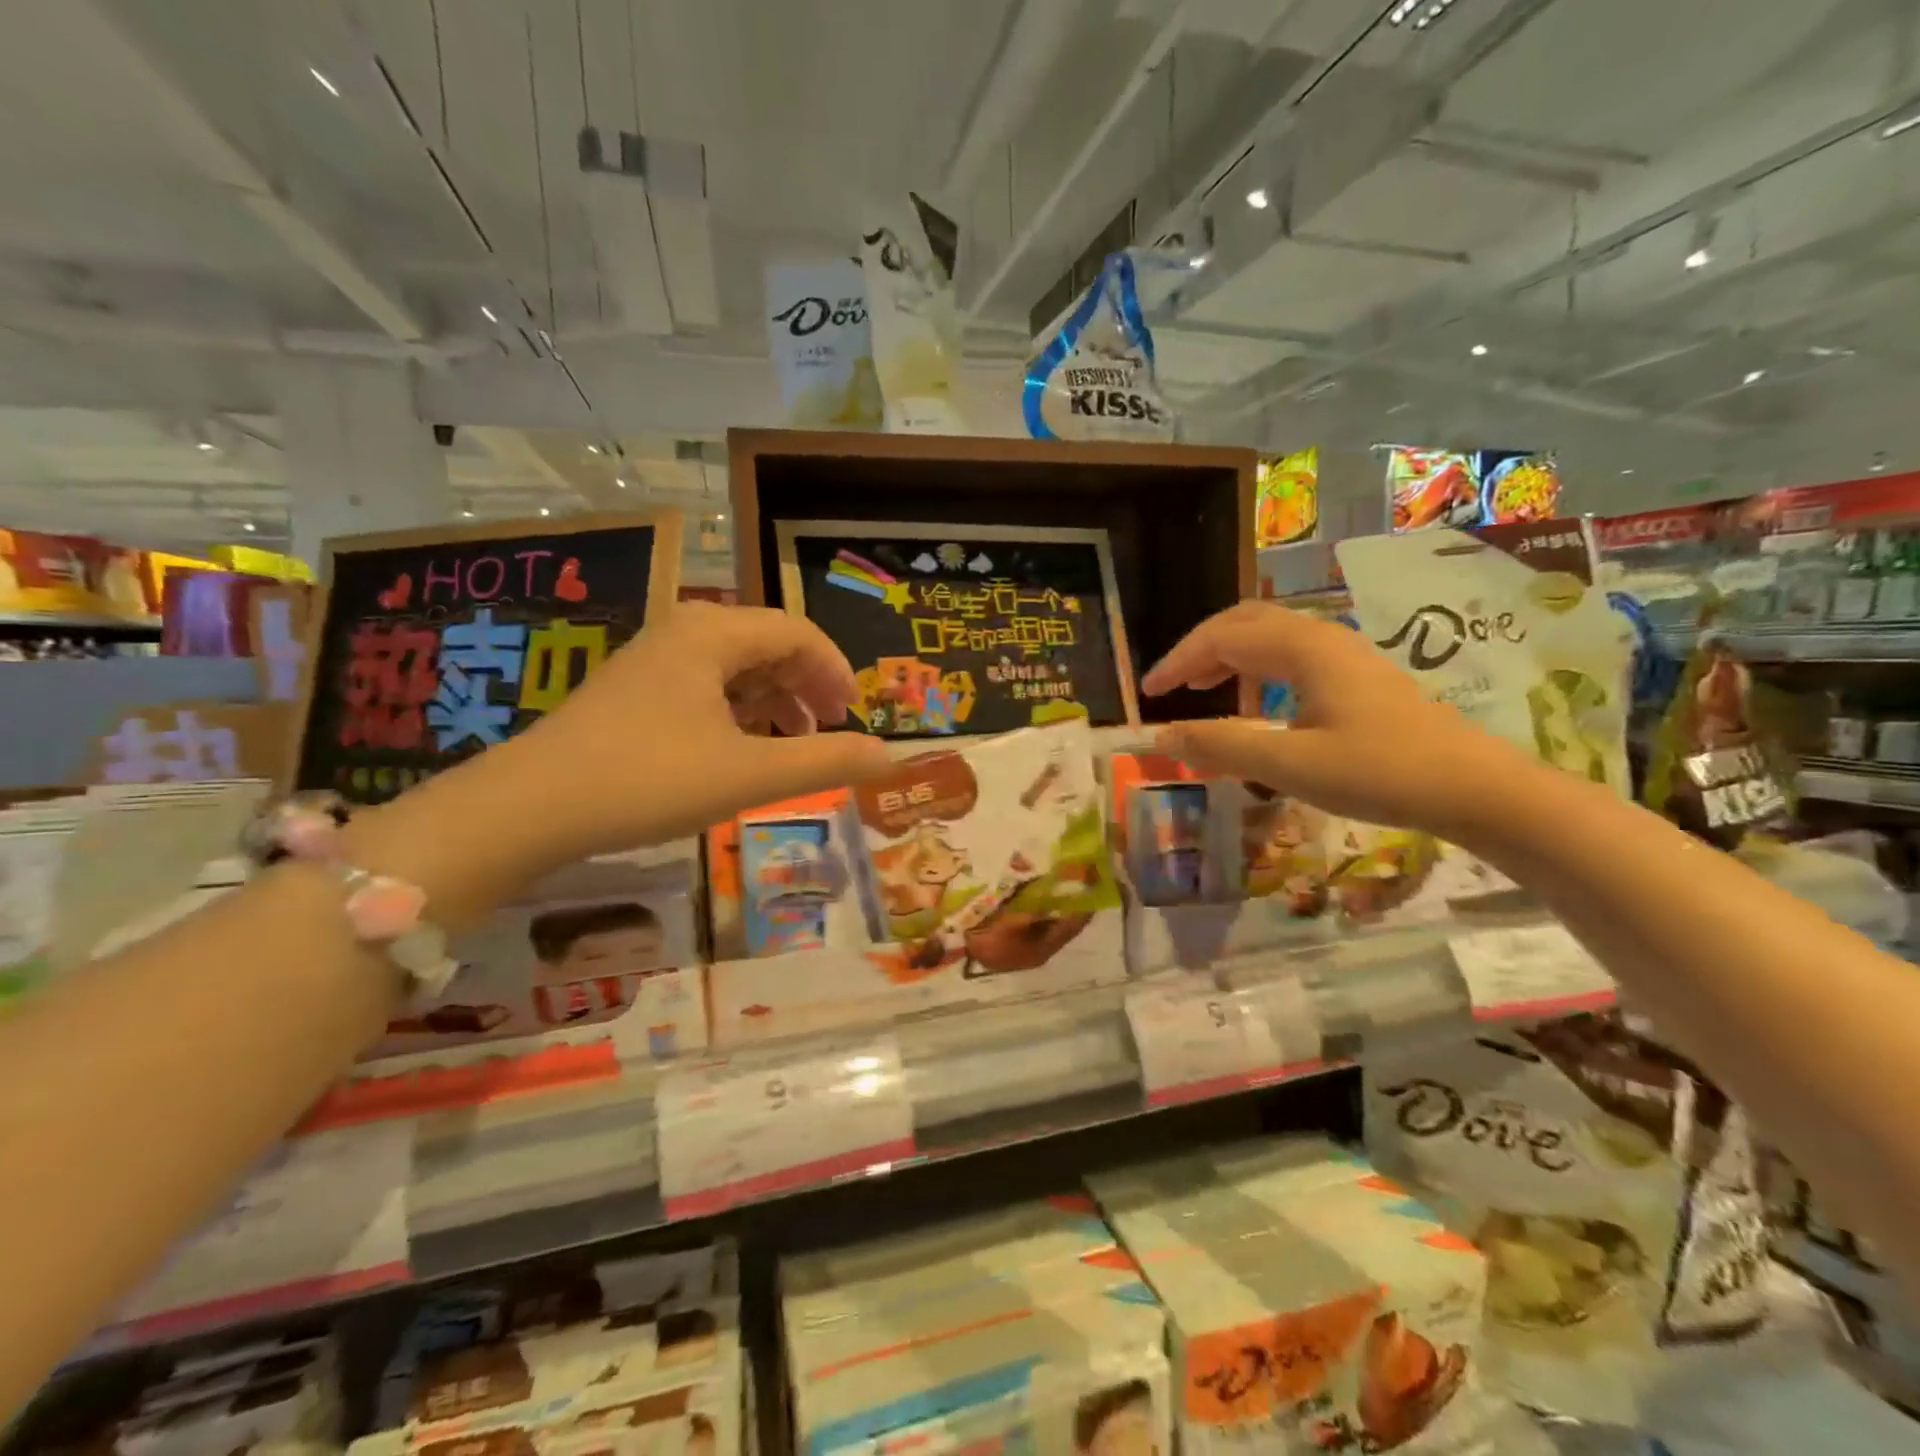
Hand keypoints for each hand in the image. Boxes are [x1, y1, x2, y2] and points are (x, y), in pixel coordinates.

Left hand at [502, 603, 892, 855]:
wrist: (528, 808)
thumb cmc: (648, 780)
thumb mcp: (749, 775)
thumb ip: (825, 762)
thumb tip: (887, 757)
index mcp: (713, 634)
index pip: (798, 633)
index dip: (837, 671)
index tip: (854, 717)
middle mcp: (684, 632)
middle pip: (769, 643)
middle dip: (808, 684)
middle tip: (830, 730)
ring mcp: (654, 660)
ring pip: (737, 667)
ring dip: (776, 700)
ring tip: (795, 743)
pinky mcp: (635, 691)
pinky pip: (707, 687)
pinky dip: (740, 711)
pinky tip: (743, 747)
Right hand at [1140, 601, 1535, 839]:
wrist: (1475, 788)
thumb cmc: (1380, 772)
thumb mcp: (1290, 765)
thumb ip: (1221, 746)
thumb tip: (1161, 735)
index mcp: (1304, 649)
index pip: (1222, 638)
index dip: (1178, 662)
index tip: (1147, 694)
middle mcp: (1322, 639)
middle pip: (1245, 623)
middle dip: (1200, 649)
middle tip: (1171, 685)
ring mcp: (1345, 656)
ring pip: (1270, 637)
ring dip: (1229, 657)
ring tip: (1203, 691)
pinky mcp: (1359, 677)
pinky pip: (1292, 657)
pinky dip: (1258, 671)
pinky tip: (1260, 705)